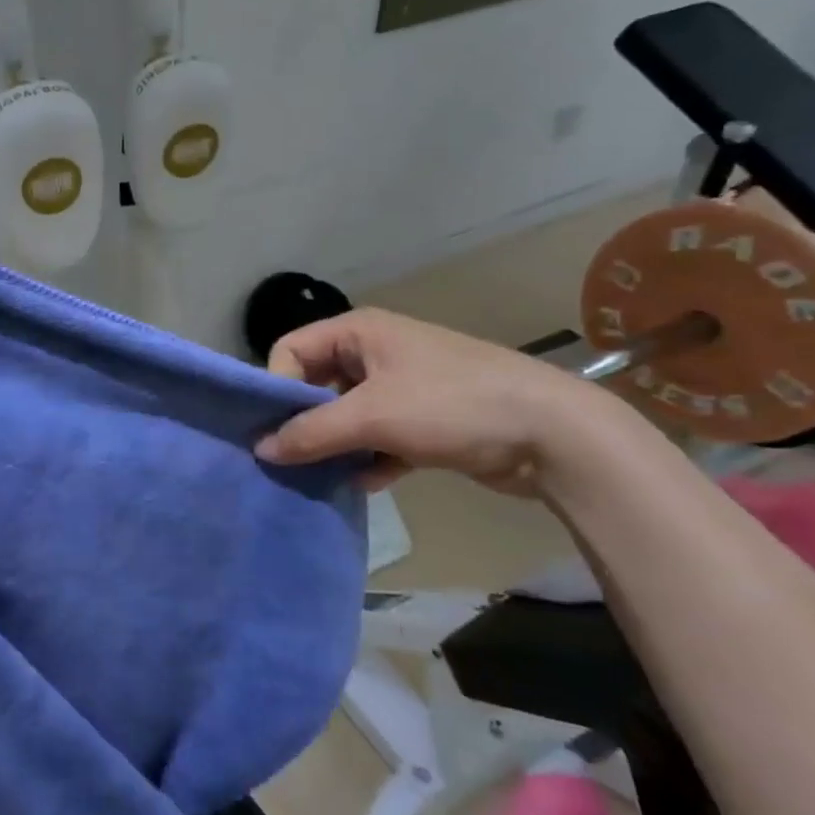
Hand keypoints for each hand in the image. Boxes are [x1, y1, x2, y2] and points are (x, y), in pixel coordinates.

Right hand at [255, 307, 623, 495]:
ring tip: (325, 476)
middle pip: (316, 384)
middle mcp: (375, 353)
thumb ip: (310, 432)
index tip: (276, 429)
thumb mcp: (372, 416)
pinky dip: (368, 459)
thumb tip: (260, 450)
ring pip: (345, 416)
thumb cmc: (452, 406)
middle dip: (304, 422)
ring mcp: (401, 387)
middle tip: (293, 459)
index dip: (278, 387)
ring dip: (334, 446)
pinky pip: (377, 437)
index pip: (291, 350)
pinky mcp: (423, 420)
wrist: (555, 435)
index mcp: (359, 332)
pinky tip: (367, 483)